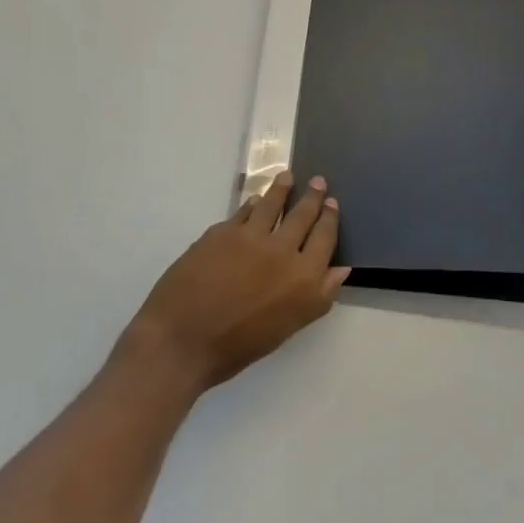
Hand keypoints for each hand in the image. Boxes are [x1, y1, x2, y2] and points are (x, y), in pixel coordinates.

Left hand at [119, 172, 350, 396]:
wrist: (182, 340)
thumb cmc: (238, 346)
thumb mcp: (288, 328)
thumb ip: (318, 296)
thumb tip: (341, 268)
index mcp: (304, 278)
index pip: (324, 238)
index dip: (329, 218)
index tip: (332, 203)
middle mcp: (282, 250)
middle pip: (302, 215)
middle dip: (312, 197)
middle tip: (318, 181)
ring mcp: (251, 237)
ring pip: (272, 204)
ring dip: (282, 188)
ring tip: (287, 176)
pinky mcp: (222, 231)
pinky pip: (243, 211)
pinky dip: (252, 204)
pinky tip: (253, 201)